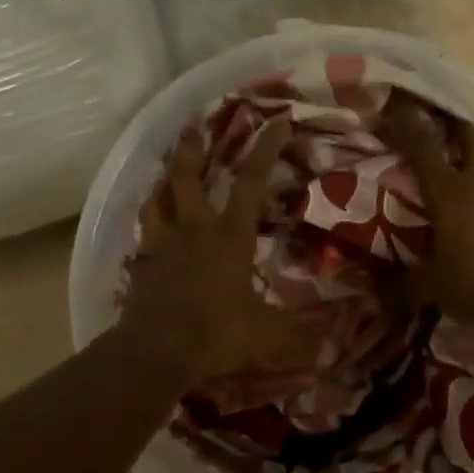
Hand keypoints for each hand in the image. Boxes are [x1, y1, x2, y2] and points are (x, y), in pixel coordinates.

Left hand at [119, 122, 311, 386]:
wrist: (156, 352)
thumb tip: (330, 350)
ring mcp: (163, 245)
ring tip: (165, 170)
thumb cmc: (216, 333)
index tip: (276, 120)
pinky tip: (150, 223)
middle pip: (186, 177)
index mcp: (229, 236)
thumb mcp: (265, 336)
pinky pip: (144, 234)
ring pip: (157, 199)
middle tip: (192, 126)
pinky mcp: (143, 265)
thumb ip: (297, 338)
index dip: (265, 149)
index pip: (250, 182)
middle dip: (191, 148)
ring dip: (162, 180)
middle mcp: (194, 230)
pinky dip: (149, 221)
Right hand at [381, 95, 473, 337]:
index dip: (409, 123)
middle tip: (444, 127)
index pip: (423, 148)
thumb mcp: (429, 287)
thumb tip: (375, 294)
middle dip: (456, 127)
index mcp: (449, 193)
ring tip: (473, 175)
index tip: (400, 104)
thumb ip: (401, 284)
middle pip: (472, 136)